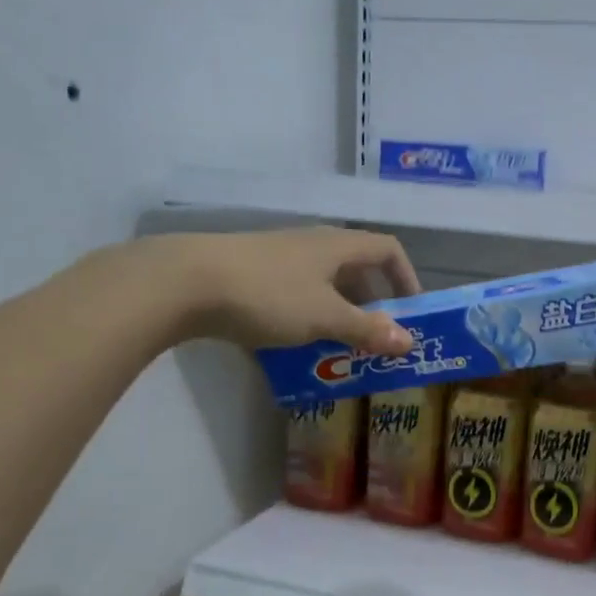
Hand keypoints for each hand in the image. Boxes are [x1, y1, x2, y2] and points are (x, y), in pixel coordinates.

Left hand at [134, 227, 422, 354]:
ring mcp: (279, 258)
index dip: (406, 278)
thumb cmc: (269, 295)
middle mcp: (312, 245)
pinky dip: (305, 319)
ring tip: (339, 350)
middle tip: (376, 340)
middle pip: (356, 269)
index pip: (387, 250)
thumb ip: (367, 330)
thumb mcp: (325, 317)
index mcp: (338, 246)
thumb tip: (409, 342)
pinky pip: (293, 295)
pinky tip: (293, 349)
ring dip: (338, 315)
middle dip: (372, 305)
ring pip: (323, 285)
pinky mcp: (250, 274)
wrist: (184, 283)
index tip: (411, 312)